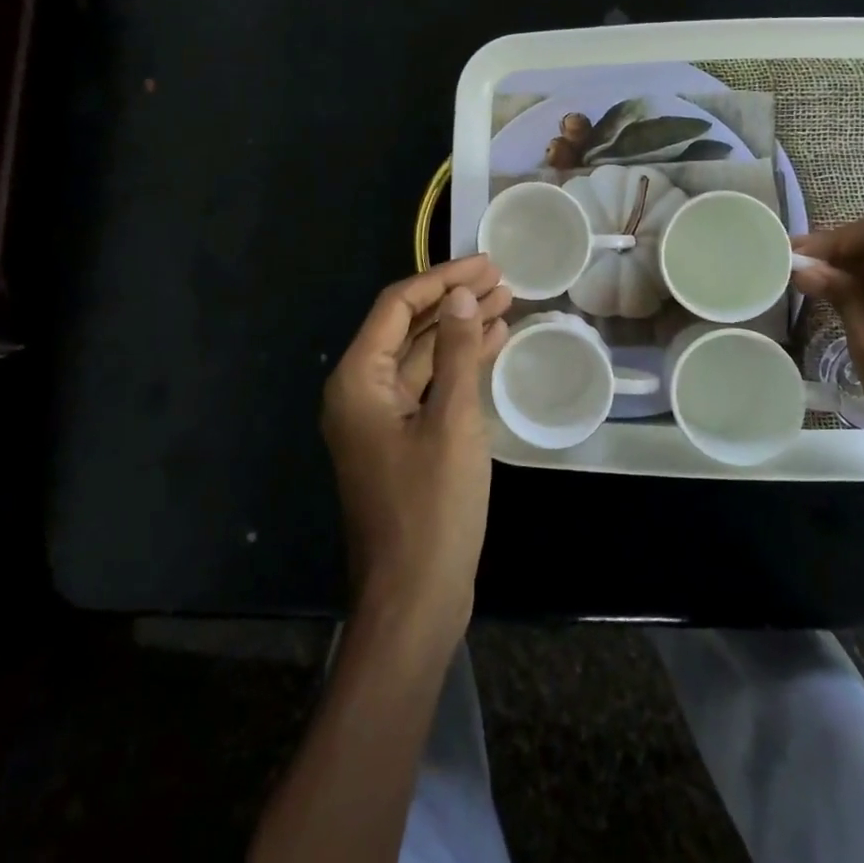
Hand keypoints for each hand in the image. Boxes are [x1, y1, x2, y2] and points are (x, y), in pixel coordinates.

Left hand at [321, 255, 511, 642]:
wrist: (414, 599)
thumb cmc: (431, 507)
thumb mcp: (451, 421)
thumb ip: (454, 352)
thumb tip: (460, 295)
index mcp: (358, 379)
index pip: (397, 305)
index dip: (442, 278)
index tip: (486, 263)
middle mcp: (360, 391)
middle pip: (407, 326)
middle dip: (453, 300)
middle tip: (501, 279)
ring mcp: (380, 417)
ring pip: (420, 355)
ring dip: (459, 329)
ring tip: (505, 303)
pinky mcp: (401, 439)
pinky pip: (428, 386)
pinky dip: (457, 364)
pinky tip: (492, 345)